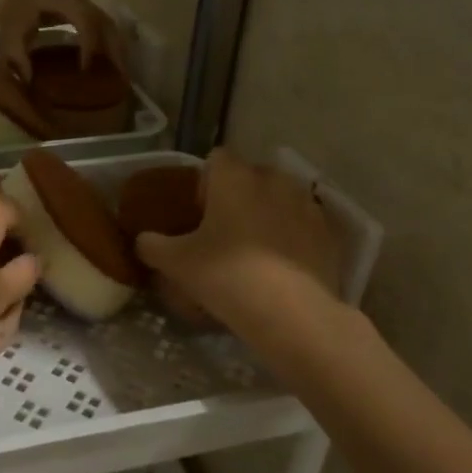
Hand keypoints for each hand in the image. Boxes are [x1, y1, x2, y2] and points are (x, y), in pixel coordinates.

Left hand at [0, 0, 127, 77]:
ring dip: (116, 47)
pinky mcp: (86, 7)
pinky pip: (103, 24)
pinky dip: (109, 42)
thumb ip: (18, 56)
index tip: (85, 68)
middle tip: (121, 75)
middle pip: (104, 22)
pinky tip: (112, 61)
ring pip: (108, 23)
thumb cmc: (11, 8)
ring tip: (121, 72)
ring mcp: (85, 0)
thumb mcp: (8, 33)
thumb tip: (30, 81)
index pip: (85, 20)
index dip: (90, 44)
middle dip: (114, 49)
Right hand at [135, 149, 347, 326]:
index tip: (198, 211)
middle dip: (238, 195)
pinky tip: (281, 266)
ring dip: (267, 214)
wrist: (292, 313)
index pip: (216, 158)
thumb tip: (143, 240)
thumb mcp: (176, 263)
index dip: (204, 181)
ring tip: (254, 249)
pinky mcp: (329, 233)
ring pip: (280, 199)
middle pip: (251, 176)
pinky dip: (292, 237)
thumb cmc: (227, 276)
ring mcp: (306, 204)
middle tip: (223, 231)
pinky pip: (302, 225)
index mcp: (234, 177)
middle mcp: (273, 180)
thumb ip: (152, 245)